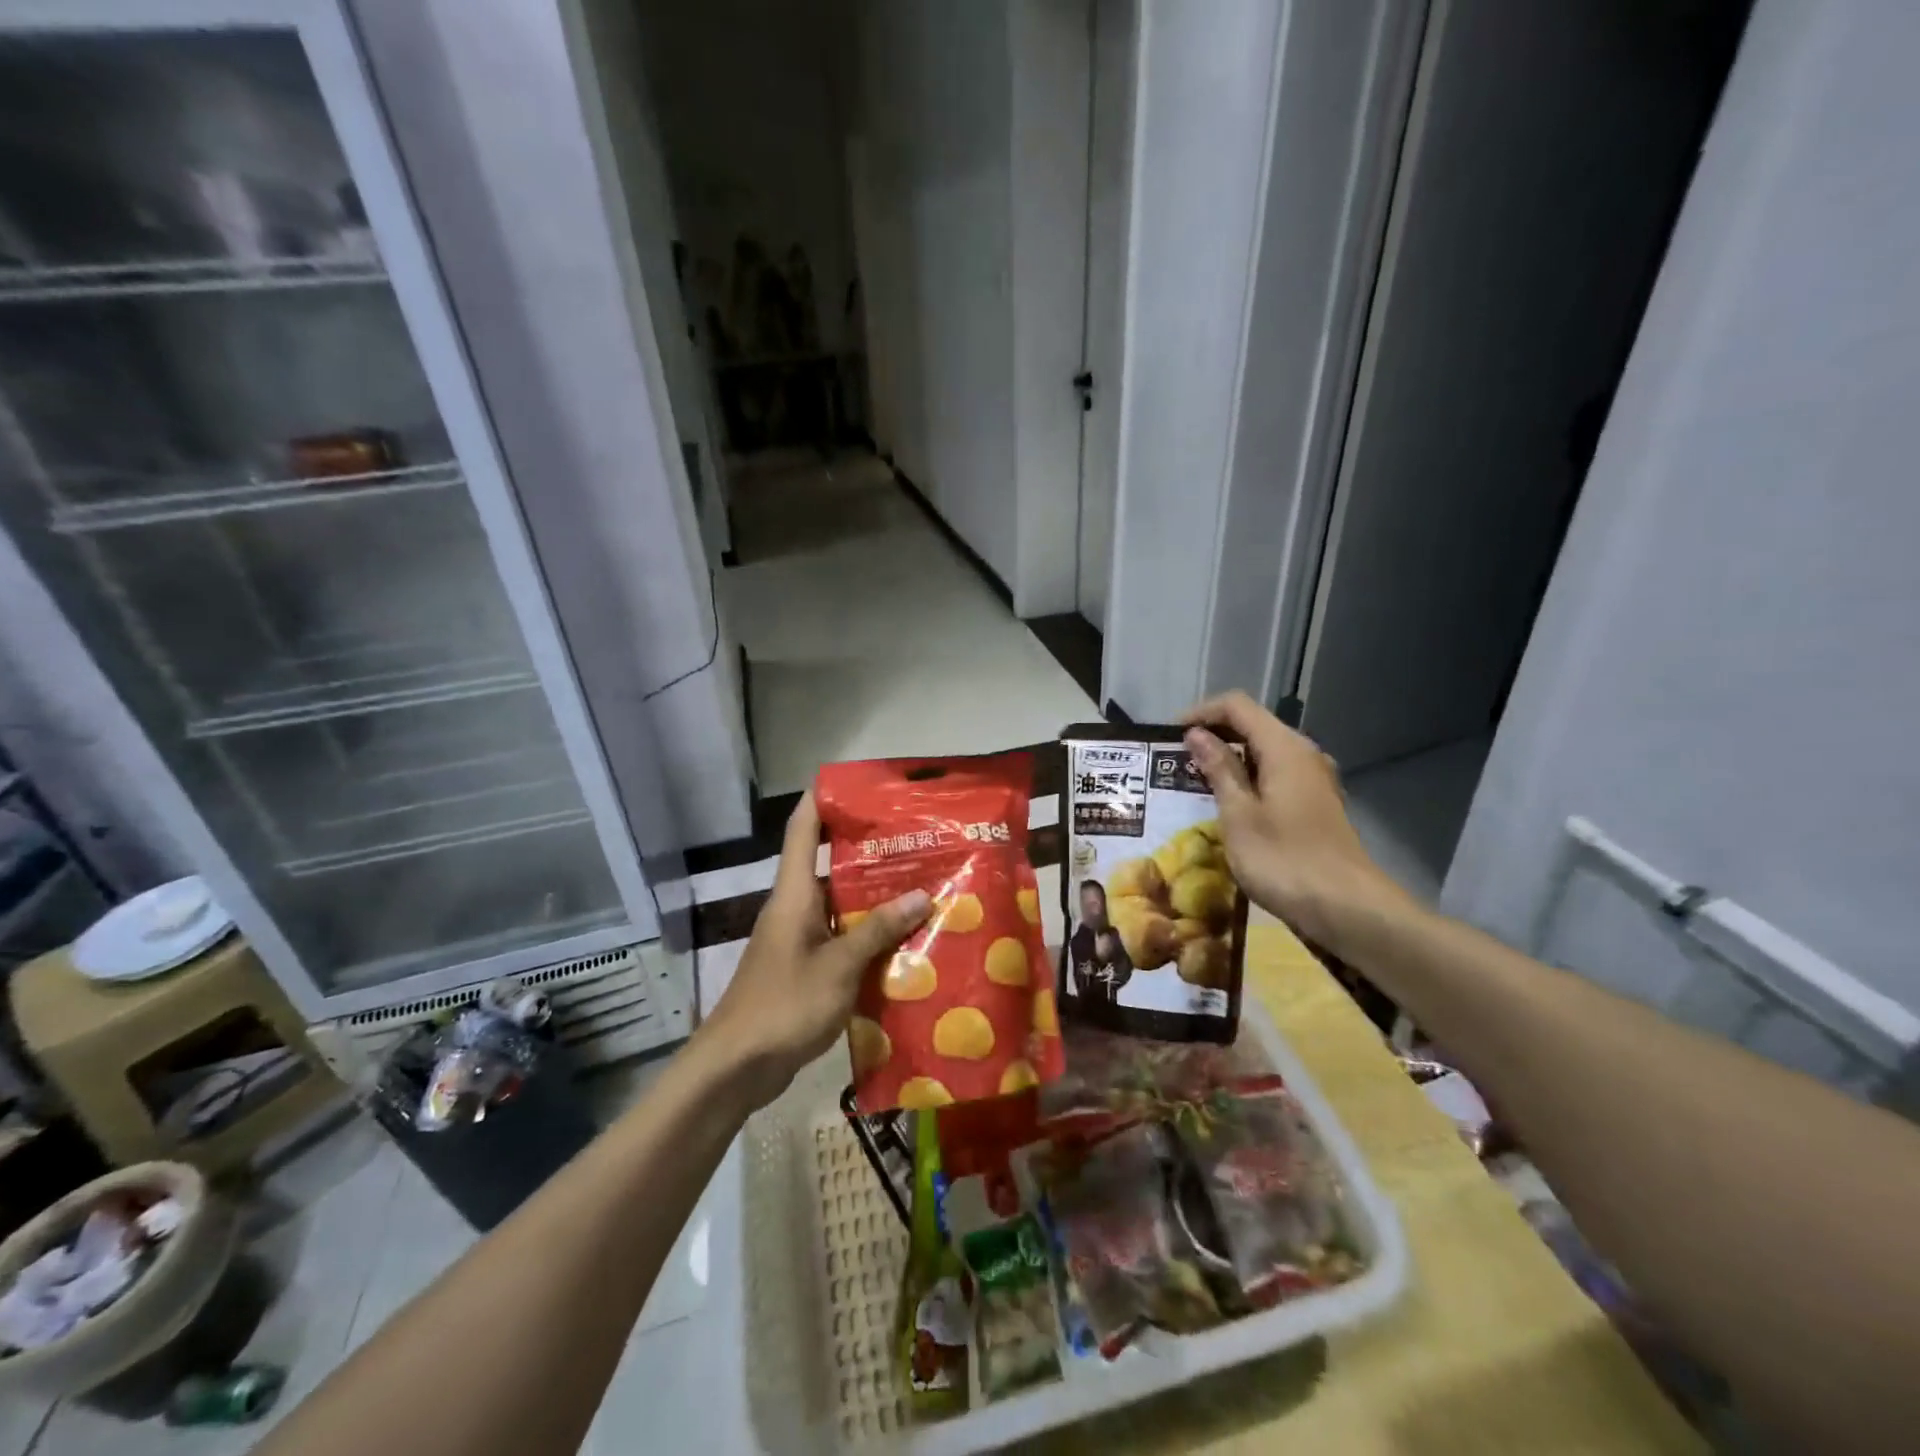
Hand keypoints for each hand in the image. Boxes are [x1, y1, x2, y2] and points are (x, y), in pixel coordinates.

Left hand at [697, 793, 930, 1108]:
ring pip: (838, 903)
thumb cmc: (785, 1005)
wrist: (737, 1067)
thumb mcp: (840, 966)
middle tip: (914, 839)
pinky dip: (867, 933)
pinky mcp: (804, 967)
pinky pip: (839, 936)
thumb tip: (922, 895)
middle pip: (827, 862)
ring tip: (920, 883)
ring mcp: (797, 938)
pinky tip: (902, 939)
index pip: (802, 828)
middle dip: (867, 848)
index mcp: (794, 893)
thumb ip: (878, 930)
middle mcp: (794, 907)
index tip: (856, 781)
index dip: (822, 798)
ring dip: (873, 895)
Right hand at [1181, 691, 1405, 952]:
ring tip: (1192, 783)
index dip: (1200, 713)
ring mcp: (1313, 780)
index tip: (1168, 737)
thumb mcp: (1238, 814)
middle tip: (1175, 762)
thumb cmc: (1284, 859)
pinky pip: (1274, 775)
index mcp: (1284, 748)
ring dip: (1228, 760)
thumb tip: (1196, 734)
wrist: (1347, 909)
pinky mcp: (1315, 804)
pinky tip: (1226, 805)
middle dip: (1212, 736)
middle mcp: (1303, 754)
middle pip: (1252, 725)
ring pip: (1263, 752)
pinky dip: (1247, 780)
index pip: (1237, 706)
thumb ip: (1219, 769)